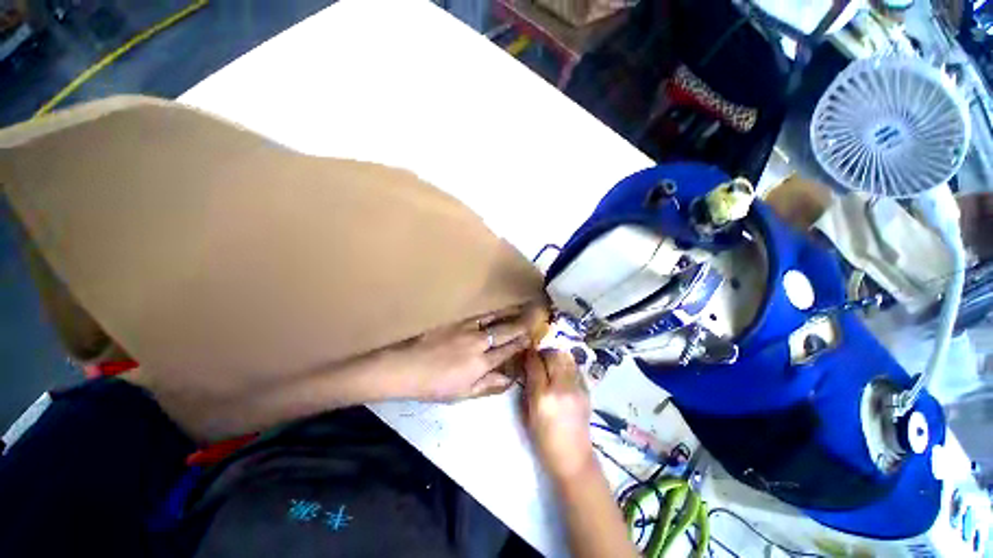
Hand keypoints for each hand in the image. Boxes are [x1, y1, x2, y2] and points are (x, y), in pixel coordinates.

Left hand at [376, 306, 541, 401]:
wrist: (404, 366)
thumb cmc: (433, 384)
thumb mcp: (462, 394)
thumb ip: (488, 386)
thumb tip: (510, 379)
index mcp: (481, 363)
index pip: (509, 350)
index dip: (523, 342)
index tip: (534, 334)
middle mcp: (478, 342)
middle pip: (506, 330)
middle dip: (523, 322)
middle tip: (537, 313)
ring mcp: (466, 327)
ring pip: (494, 317)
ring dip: (510, 311)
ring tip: (522, 304)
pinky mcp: (454, 318)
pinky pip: (477, 311)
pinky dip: (490, 308)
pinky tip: (495, 303)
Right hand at [523, 349, 595, 483]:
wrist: (574, 457)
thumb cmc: (544, 440)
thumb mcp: (528, 414)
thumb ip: (527, 387)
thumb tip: (527, 367)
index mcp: (543, 397)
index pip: (535, 364)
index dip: (529, 355)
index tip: (526, 353)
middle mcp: (562, 388)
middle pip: (554, 355)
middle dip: (544, 352)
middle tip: (538, 357)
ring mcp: (577, 388)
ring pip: (567, 357)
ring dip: (556, 355)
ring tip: (550, 362)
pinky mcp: (587, 389)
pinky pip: (575, 367)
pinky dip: (566, 364)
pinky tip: (562, 373)